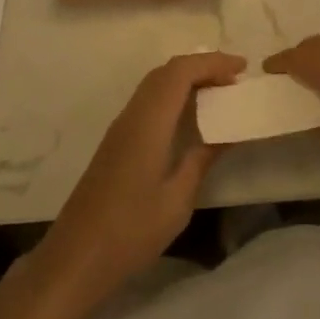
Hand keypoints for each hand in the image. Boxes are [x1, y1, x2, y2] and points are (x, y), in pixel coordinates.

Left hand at [36, 51, 244, 299]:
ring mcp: (122, 125)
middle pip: (168, 71)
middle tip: (234, 79)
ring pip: (156, 83)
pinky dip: (173, 94)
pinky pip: (149, 99)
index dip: (213, 62)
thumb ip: (202, 159)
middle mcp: (133, 113)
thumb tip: (226, 133)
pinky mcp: (117, 140)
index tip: (242, 67)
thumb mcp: (177, 199)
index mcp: (149, 121)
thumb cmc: (131, 230)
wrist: (77, 256)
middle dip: (202, 66)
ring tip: (217, 93)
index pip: (182, 71)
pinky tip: (189, 117)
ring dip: (187, 79)